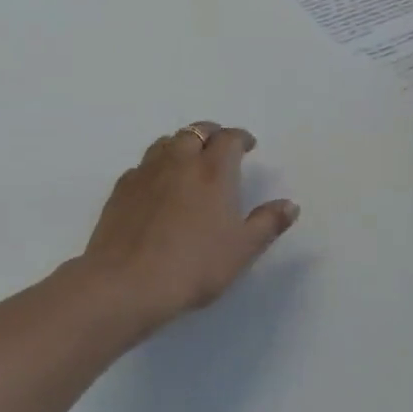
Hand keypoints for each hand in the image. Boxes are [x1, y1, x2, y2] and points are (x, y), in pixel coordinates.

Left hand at [79, 122, 298, 336]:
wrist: (128, 280)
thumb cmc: (194, 265)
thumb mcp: (242, 250)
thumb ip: (267, 223)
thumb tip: (290, 204)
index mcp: (213, 170)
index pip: (229, 138)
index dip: (241, 138)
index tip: (248, 146)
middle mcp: (179, 160)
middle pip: (196, 131)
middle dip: (211, 134)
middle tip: (219, 148)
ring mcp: (146, 171)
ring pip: (166, 142)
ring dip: (181, 144)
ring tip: (189, 160)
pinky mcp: (122, 186)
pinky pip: (143, 164)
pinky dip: (156, 166)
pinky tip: (157, 185)